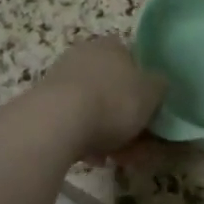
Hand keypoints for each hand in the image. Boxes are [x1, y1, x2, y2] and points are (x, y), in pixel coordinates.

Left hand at [27, 37, 167, 162]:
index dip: (145, 88)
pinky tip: (93, 158)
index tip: (150, 113)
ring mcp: (62, 77)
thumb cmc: (112, 101)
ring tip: (115, 158)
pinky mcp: (45, 102)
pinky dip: (85, 138)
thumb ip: (159, 86)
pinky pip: (74, 121)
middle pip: (114, 87)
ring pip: (94, 107)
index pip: (133, 60)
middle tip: (137, 145)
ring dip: (107, 132)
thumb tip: (157, 84)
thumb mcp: (151, 93)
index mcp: (112, 45)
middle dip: (126, 117)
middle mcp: (85, 54)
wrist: (58, 122)